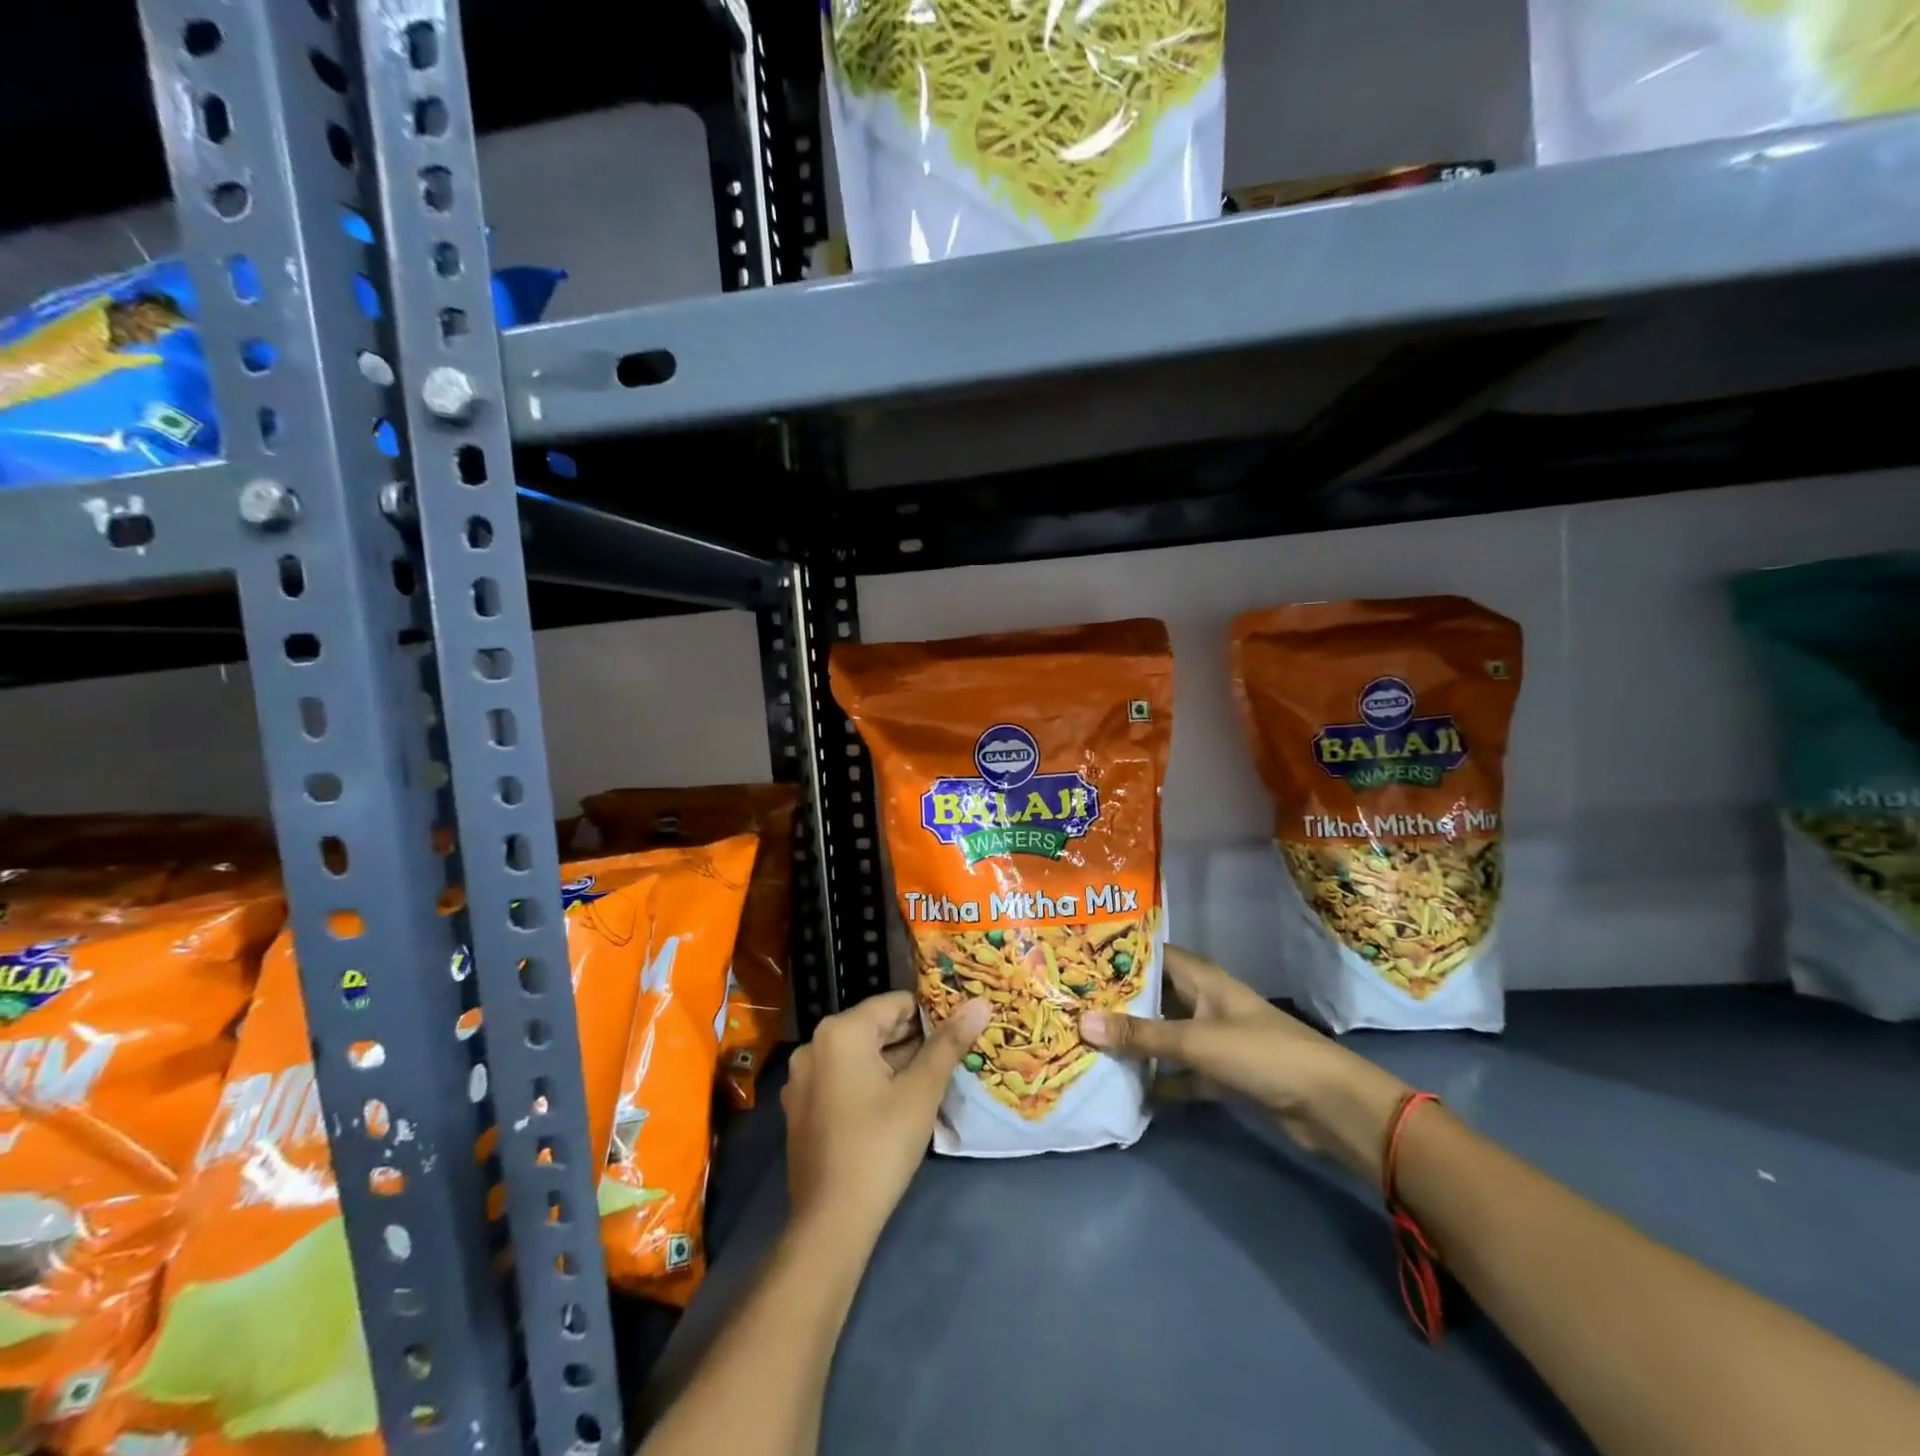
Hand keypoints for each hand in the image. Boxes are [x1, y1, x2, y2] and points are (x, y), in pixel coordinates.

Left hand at [783, 991, 990, 1236]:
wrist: (831, 1222)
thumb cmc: (880, 1145)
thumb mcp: (921, 1091)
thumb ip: (948, 1043)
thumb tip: (979, 1004)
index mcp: (840, 1031)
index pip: (895, 1003)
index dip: (930, 1014)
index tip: (958, 1031)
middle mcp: (814, 1046)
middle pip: (875, 1028)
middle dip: (913, 1040)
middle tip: (950, 1057)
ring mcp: (803, 1079)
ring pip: (860, 1056)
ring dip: (894, 1064)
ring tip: (931, 1081)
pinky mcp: (802, 1109)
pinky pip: (843, 1079)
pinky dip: (870, 1084)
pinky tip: (897, 1106)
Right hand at [1080, 945, 1407, 1183]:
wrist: (1328, 1106)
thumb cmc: (1262, 1054)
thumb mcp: (1196, 1041)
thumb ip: (1141, 1034)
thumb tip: (1082, 1021)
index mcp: (1201, 979)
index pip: (1152, 954)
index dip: (1117, 953)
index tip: (1075, 956)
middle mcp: (1203, 1002)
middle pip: (1153, 995)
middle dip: (1117, 1001)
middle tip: (1069, 1002)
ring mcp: (1212, 1038)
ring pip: (1163, 1034)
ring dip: (1134, 1041)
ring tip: (1084, 1041)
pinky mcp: (1220, 1073)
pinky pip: (1178, 1070)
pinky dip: (1158, 1078)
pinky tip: (1125, 1088)